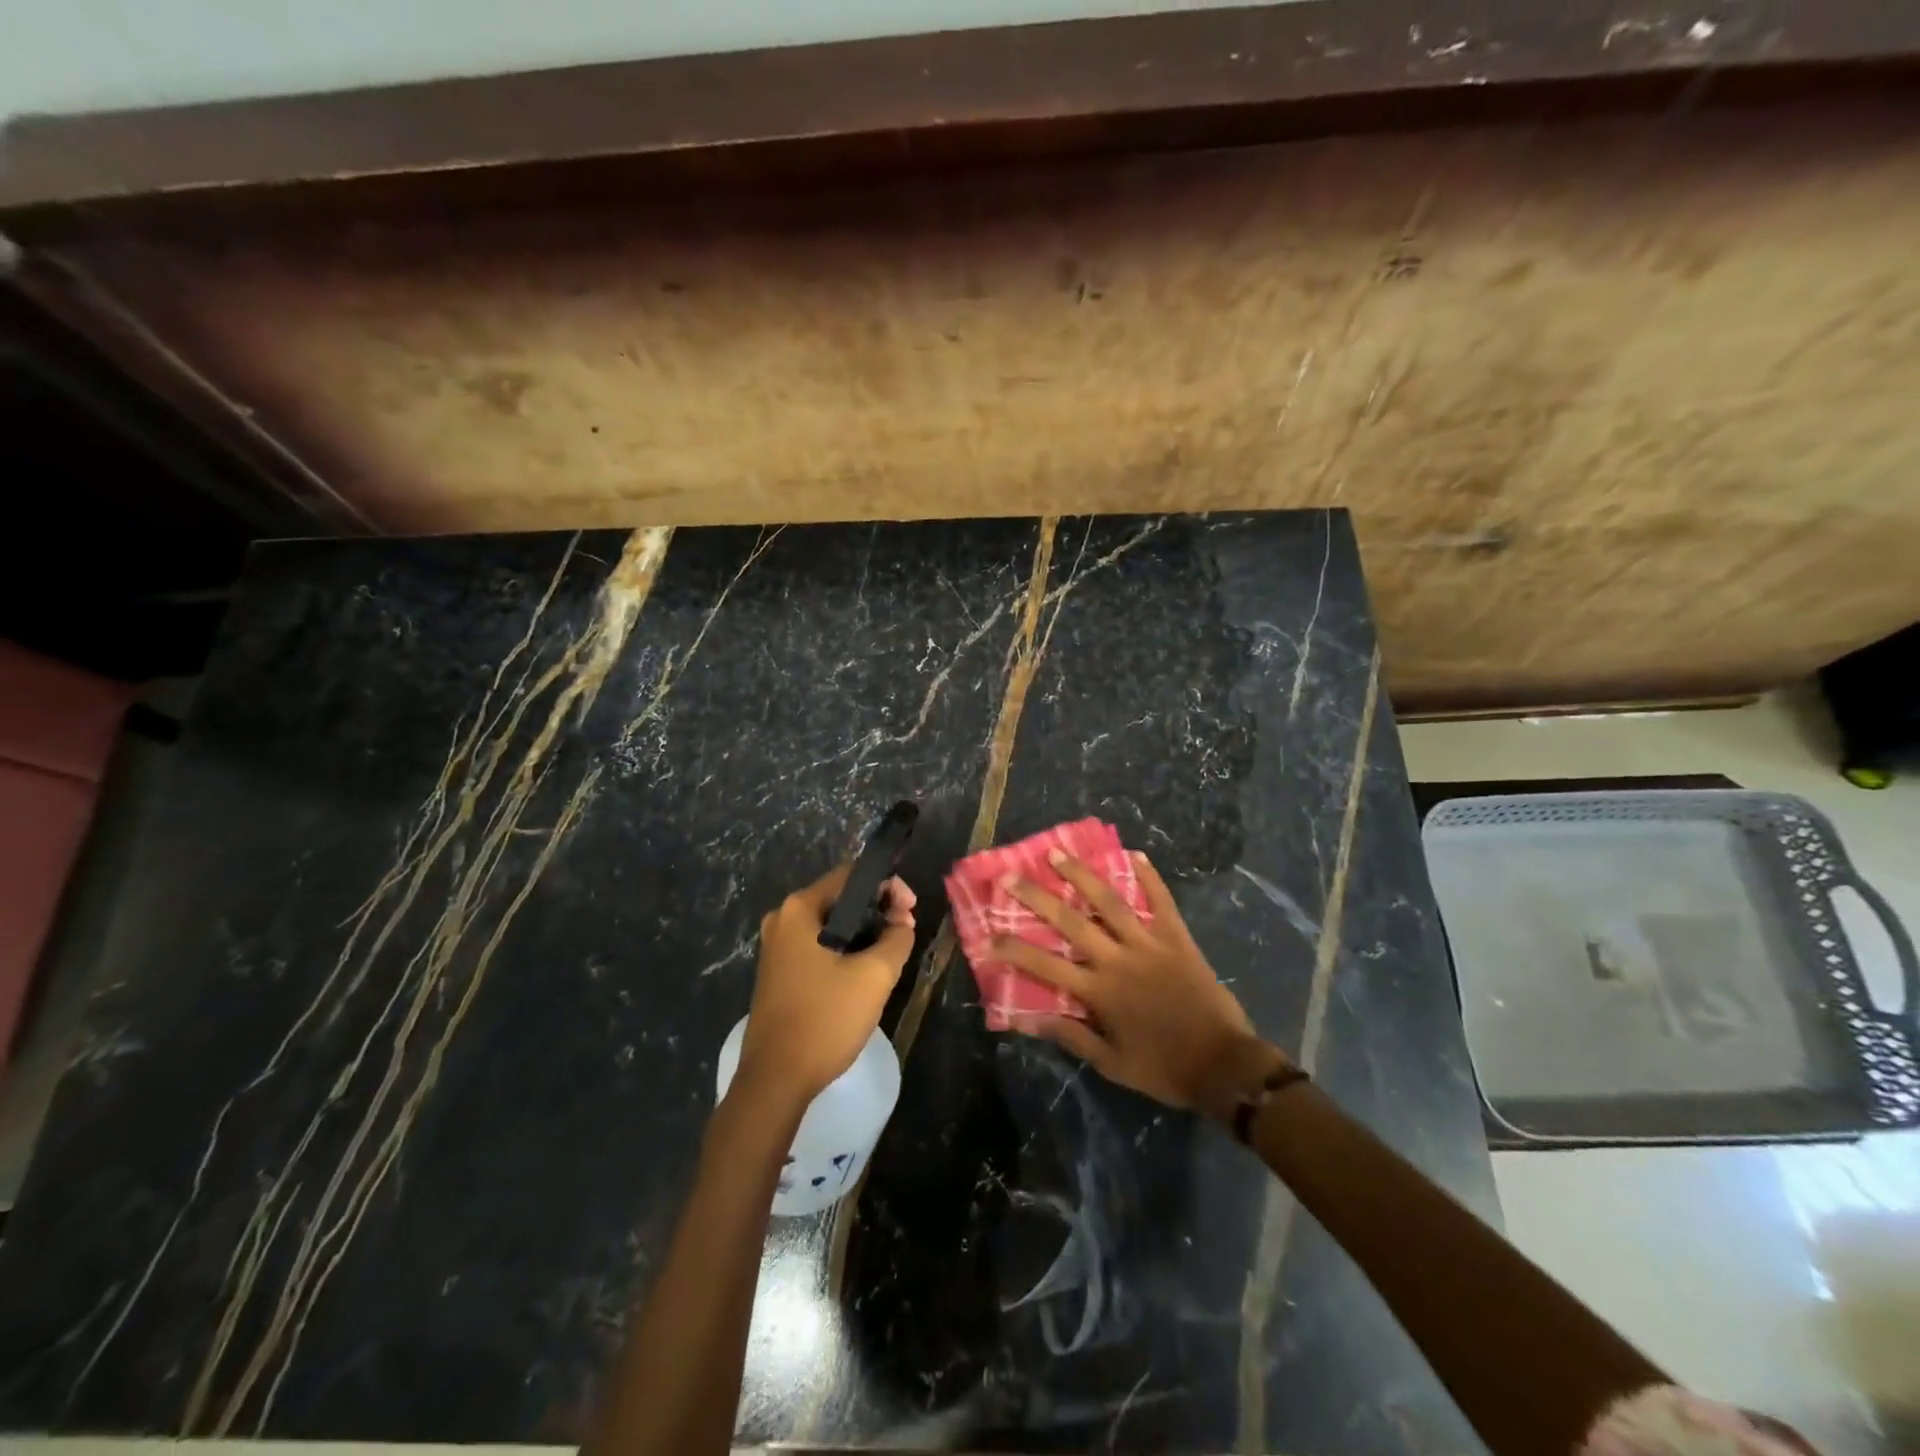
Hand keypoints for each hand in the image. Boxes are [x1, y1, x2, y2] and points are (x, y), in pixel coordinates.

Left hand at [736, 865, 916, 1102]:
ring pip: (831, 924)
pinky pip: (819, 946)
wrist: (775, 1081)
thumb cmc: (824, 1019)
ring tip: (891, 954)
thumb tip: (901, 923)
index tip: (911, 911)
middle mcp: (783, 919)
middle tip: (906, 932)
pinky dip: (845, 950)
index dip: (888, 885)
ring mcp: (776, 947)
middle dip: (878, 910)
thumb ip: (897, 938)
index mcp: (799, 909)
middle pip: (841, 898)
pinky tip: (864, 973)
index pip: (852, 875)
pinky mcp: (778, 972)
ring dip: (864, 932)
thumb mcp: (874, 976)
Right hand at [998, 850, 1279, 1115]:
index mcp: (1100, 992)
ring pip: (1110, 902)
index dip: (1016, 949)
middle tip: (1012, 875)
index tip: (990, 934)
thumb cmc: (1164, 1068)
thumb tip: (1029, 1019)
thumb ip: (1072, 1036)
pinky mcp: (1177, 938)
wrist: (1224, 1064)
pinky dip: (1150, 878)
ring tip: (1058, 853)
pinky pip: (1162, 902)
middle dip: (1038, 897)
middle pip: (1071, 922)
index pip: (1047, 966)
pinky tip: (1137, 855)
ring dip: (1082, 875)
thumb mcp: (1112, 1064)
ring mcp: (1149, 945)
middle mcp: (1119, 959)